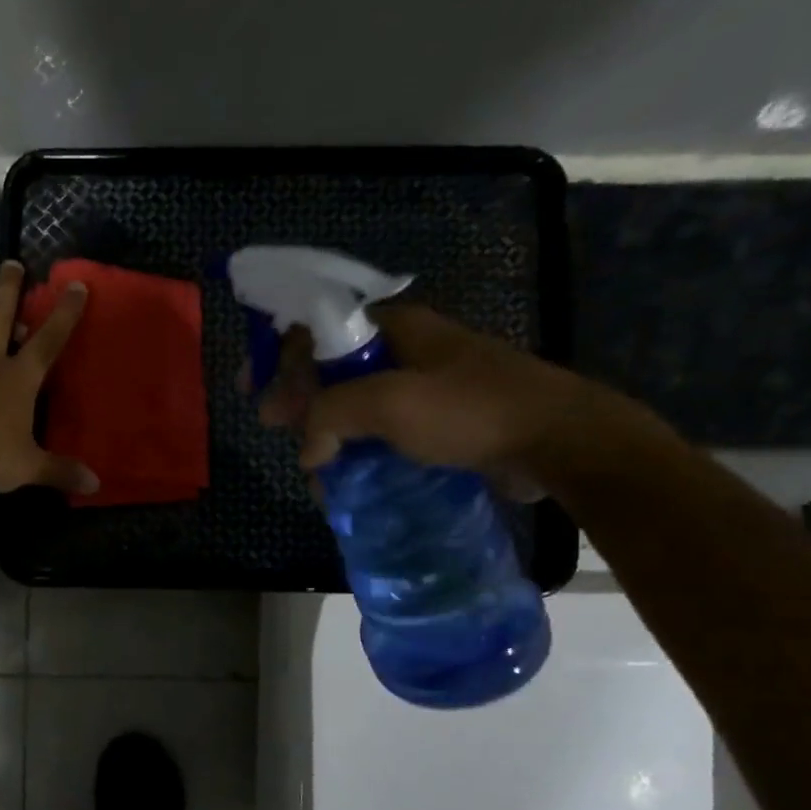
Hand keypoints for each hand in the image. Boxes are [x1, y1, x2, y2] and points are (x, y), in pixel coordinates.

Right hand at [258, 303, 618, 490]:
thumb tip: (306, 449)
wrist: (557, 441)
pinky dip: (357, 452)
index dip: (278, 355)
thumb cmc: (471, 410)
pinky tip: (347, 480)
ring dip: (327, 435)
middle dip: (299, 401)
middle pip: (331, 369)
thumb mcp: (390, 403)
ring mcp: (423, 388)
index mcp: (395, 330)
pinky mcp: (438, 423)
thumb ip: (330, 415)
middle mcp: (405, 352)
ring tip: (316, 470)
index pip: (318, 329)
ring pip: (354, 406)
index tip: (253, 390)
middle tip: (276, 429)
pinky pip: (380, 433)